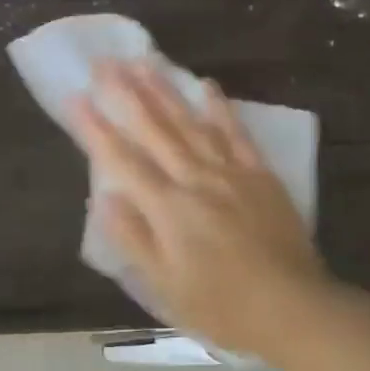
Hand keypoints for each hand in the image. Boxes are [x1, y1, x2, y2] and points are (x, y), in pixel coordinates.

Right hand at [71, 59, 334, 358]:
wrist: (294, 309)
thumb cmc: (221, 305)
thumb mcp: (165, 286)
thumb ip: (133, 238)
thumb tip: (102, 198)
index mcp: (167, 207)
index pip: (122, 159)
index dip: (96, 127)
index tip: (75, 97)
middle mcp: (195, 179)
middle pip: (154, 129)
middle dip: (126, 93)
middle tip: (105, 62)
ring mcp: (230, 172)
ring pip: (190, 122)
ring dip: (164, 90)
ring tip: (144, 62)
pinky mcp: (259, 174)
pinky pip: (236, 133)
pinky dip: (220, 108)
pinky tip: (206, 86)